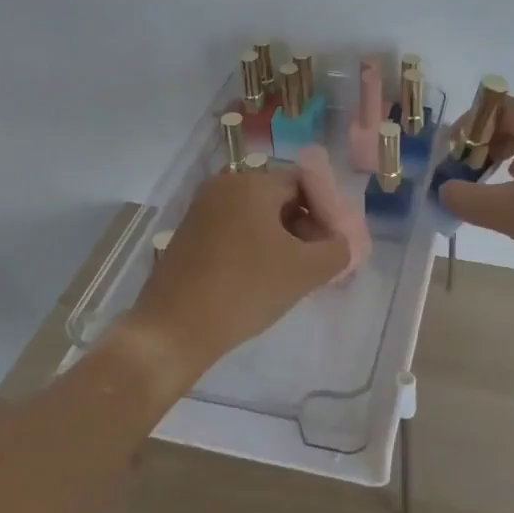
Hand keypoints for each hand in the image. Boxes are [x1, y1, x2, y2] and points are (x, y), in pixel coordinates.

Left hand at [124, 165, 349, 390]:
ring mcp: (202, 209)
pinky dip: (256, 247)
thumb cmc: (244, 290)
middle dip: (305, 226)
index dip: (327, 211)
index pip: (305, 182)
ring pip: (257, 216)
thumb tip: (341, 244)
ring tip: (294, 274)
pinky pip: (235, 229)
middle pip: (280, 197)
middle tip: (319, 262)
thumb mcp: (304, 271)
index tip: (335, 245)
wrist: (172, 330)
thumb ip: (336, 250)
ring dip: (282, 239)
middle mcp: (225, 185)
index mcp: (252, 183)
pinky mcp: (189, 234)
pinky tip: (262, 278)